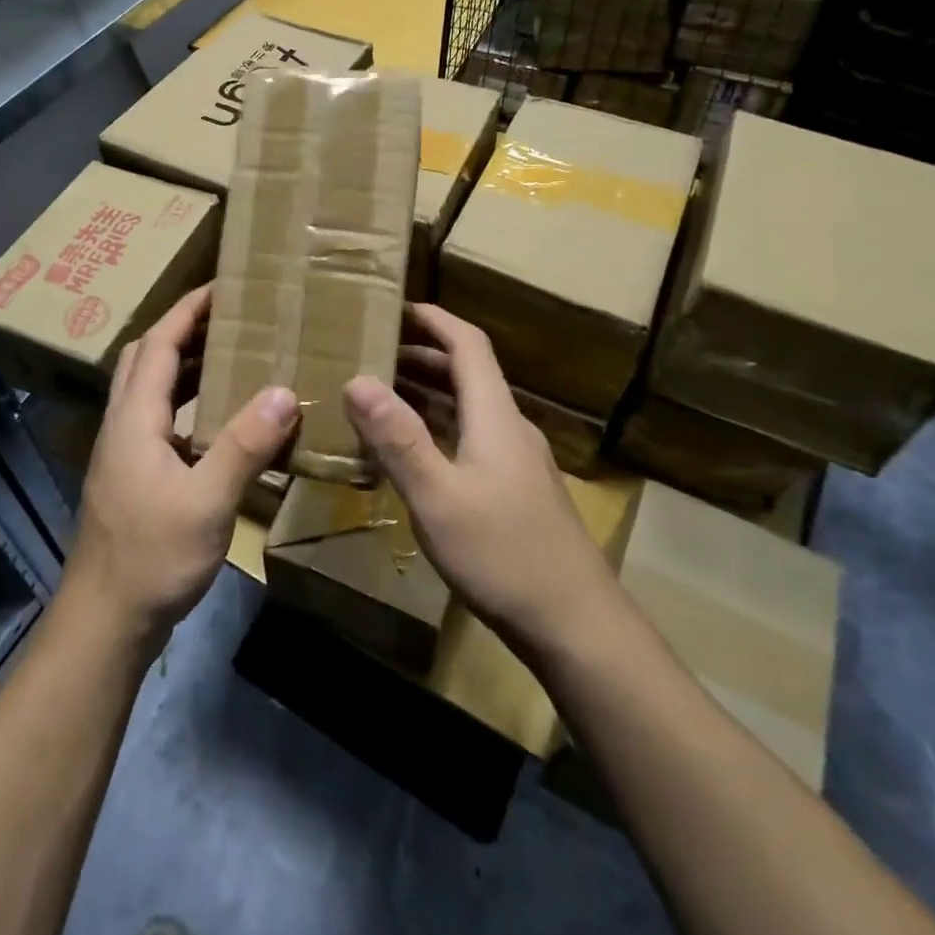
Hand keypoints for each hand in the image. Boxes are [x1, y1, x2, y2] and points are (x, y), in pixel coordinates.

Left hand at [61, 286, 297, 647]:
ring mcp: (124, 453)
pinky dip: (187, 402)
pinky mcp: (132, 477)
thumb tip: (283, 392)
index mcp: (134, 418)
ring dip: (184, 365)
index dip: (186, 311)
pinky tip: (219, 421)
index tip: (221, 286)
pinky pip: (159, 419)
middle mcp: (123, 425)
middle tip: (230, 318)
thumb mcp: (207, 501)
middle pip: (146, 358)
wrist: (105, 622)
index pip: (158, 344)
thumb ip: (244, 445)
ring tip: (231, 356)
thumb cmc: (152, 557)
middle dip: (183, 329)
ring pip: (150, 389)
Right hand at [342, 304, 614, 657]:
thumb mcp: (438, 496)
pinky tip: (416, 454)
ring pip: (470, 409)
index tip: (398, 307)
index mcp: (495, 416)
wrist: (577, 626)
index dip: (435, 320)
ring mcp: (518, 462)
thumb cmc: (503, 554)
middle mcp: (510, 429)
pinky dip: (440, 429)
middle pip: (468, 374)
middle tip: (376, 353)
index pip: (469, 345)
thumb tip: (357, 380)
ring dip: (430, 393)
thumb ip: (397, 438)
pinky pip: (472, 439)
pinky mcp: (517, 492)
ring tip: (384, 395)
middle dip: (423, 355)